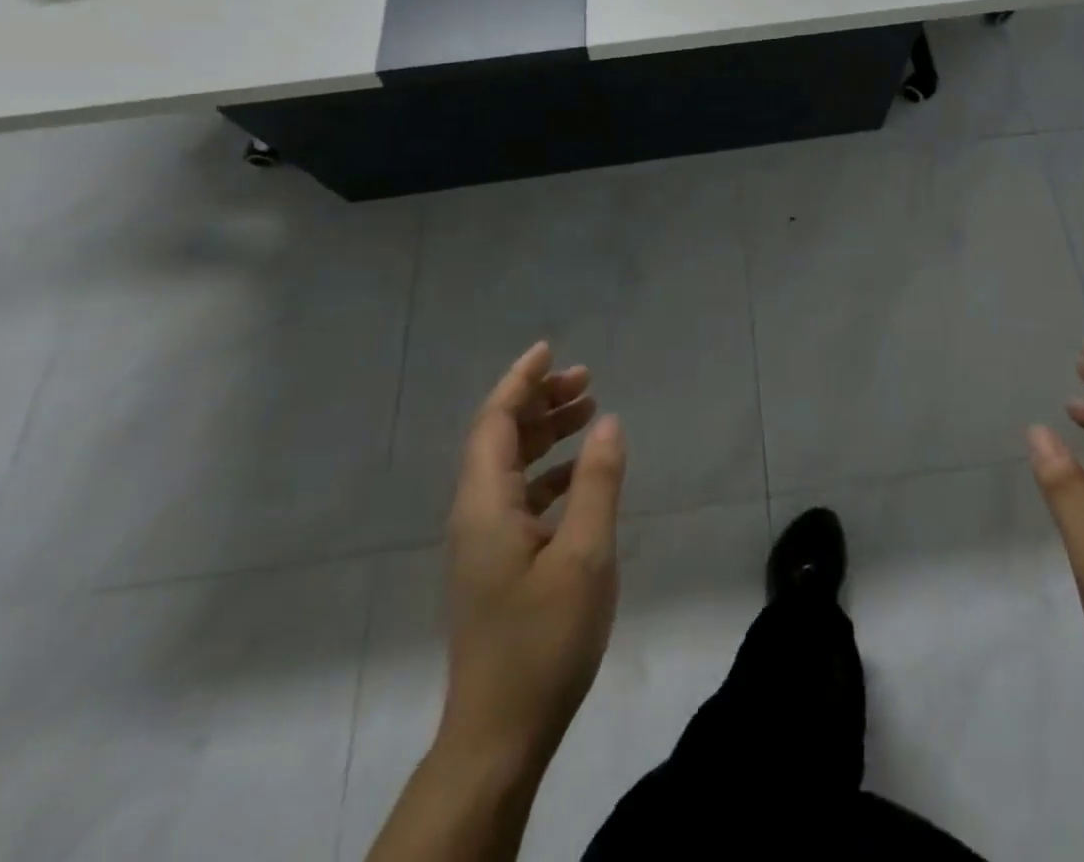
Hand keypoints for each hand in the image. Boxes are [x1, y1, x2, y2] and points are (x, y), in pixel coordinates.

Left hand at [437, 341, 626, 777]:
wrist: (500, 734)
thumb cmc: (543, 639)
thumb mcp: (584, 555)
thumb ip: (597, 482)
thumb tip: (607, 421)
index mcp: (485, 504)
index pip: (494, 421)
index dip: (520, 380)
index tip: (551, 349)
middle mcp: (476, 514)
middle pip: (500, 438)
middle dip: (540, 401)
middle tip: (587, 378)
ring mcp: (484, 542)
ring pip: (511, 466)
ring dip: (546, 433)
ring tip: (589, 410)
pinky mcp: (497, 564)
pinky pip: (520, 496)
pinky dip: (550, 472)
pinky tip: (582, 474)